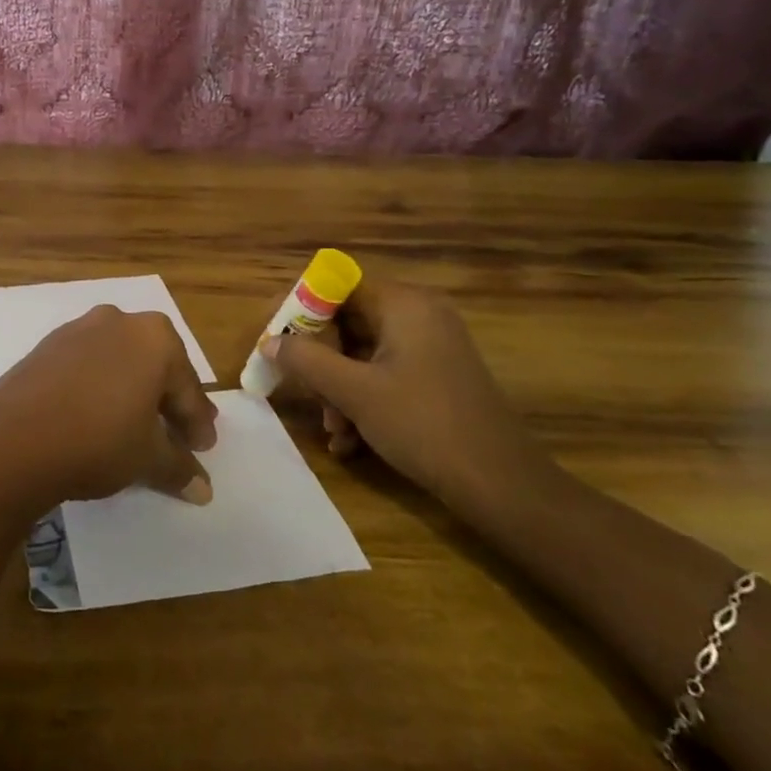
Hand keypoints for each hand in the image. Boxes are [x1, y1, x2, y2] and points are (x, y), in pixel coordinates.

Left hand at [0, 306, 217, 513]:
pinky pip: (88, 365)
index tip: (204, 448)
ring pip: (120, 362)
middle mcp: (119, 321)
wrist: (11, 440)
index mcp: (154, 338)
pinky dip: (100, 387)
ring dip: (133, 392)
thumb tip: (203, 489)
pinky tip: (96, 416)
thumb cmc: (97, 441)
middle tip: (178, 434)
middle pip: (155, 367)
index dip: (197, 422)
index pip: (187, 387)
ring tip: (137, 426)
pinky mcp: (47, 346)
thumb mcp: (147, 459)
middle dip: (168, 401)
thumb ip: (180, 468)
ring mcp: (78, 329)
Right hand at [262, 277, 552, 513]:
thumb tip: (269, 341)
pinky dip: (363, 400)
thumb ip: (305, 360)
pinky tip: (351, 442)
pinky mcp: (436, 375)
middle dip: (320, 362)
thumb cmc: (423, 425)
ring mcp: (431, 345)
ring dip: (338, 390)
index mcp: (403, 303)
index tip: (274, 338)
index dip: (299, 309)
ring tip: (334, 432)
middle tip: (306, 396)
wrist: (501, 485)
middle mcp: (418, 314)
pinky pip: (384, 373)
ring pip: (362, 354)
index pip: (335, 286)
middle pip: (347, 322)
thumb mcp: (354, 392)